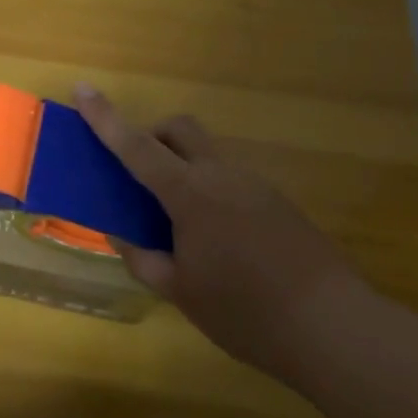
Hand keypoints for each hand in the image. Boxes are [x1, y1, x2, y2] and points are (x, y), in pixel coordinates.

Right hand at [74, 84, 365, 377]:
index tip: (82, 89)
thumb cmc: (245, 312)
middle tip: (139, 174)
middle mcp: (223, 176)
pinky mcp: (279, 202)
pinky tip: (218, 239)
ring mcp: (256, 185)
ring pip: (208, 154)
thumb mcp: (181, 292)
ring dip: (183, 167)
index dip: (106, 118)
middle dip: (153, 135)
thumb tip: (122, 236)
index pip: (137, 146)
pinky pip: (232, 179)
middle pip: (181, 129)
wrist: (335, 328)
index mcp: (190, 194)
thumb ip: (144, 259)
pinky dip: (210, 189)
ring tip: (179, 223)